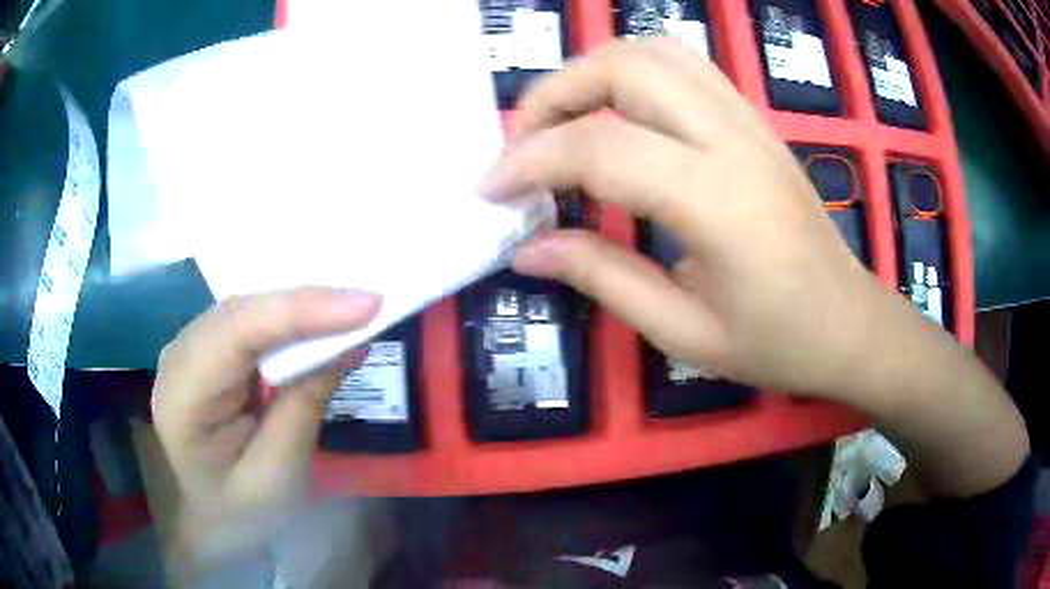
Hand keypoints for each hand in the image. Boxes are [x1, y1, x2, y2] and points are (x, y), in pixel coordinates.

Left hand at [151, 287, 380, 565]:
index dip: (301, 310)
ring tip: (356, 307)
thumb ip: (306, 404)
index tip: (369, 304)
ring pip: (248, 307)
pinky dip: (289, 318)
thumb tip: (350, 341)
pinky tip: (320, 319)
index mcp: (184, 395)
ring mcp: (191, 346)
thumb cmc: (239, 508)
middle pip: (243, 310)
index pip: (238, 332)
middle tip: (373, 302)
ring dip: (302, 305)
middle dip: (308, 302)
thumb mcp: (277, 473)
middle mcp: (180, 355)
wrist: (205, 517)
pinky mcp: (209, 348)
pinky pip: (251, 320)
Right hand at [480, 38, 879, 397]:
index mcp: (719, 202)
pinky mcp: (753, 120)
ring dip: (591, 72)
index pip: (601, 147)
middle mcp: (734, 139)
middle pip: (626, 66)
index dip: (530, 161)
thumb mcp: (685, 333)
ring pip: (655, 51)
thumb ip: (602, 278)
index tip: (491, 190)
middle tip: (522, 146)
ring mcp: (749, 120)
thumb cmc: (779, 343)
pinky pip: (683, 66)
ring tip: (560, 124)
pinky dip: (630, 74)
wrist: (850, 323)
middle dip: (554, 94)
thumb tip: (527, 248)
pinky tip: (613, 117)